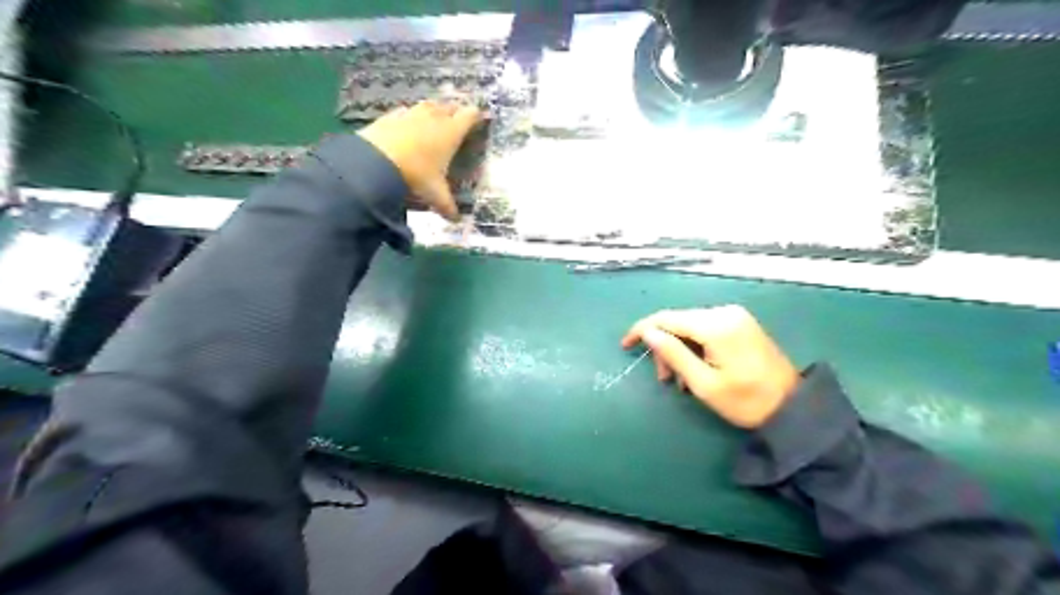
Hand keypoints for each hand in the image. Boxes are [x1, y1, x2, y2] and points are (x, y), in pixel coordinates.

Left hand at [360, 99, 483, 219]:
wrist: (375, 160)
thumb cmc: (415, 174)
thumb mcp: (434, 194)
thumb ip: (447, 206)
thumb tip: (456, 220)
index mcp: (451, 132)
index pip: (470, 115)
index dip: (476, 116)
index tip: (479, 120)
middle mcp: (434, 117)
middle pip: (449, 106)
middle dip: (455, 112)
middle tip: (457, 122)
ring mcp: (411, 113)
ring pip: (427, 105)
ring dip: (433, 111)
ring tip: (434, 121)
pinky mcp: (390, 116)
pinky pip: (404, 112)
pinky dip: (409, 117)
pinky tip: (406, 126)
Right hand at [623, 306, 795, 426]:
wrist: (794, 408)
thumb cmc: (745, 401)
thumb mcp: (703, 383)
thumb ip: (673, 354)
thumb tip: (648, 333)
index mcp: (716, 325)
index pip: (667, 318)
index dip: (642, 329)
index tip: (625, 345)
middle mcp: (724, 312)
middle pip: (678, 322)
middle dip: (665, 347)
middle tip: (665, 379)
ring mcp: (735, 316)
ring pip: (690, 326)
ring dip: (679, 350)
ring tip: (681, 381)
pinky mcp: (740, 324)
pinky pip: (706, 329)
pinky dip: (694, 347)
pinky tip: (696, 369)